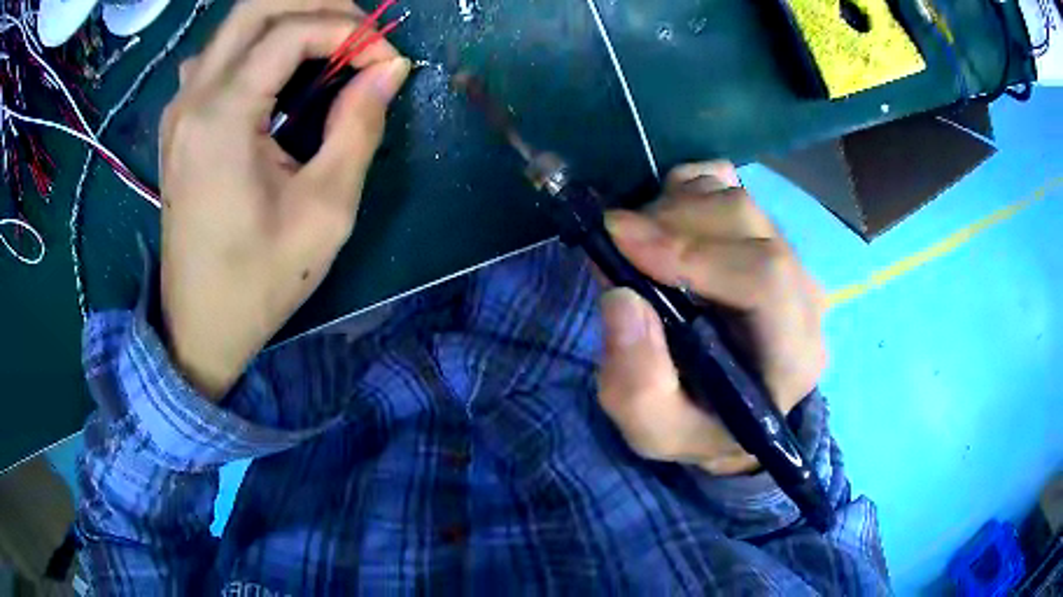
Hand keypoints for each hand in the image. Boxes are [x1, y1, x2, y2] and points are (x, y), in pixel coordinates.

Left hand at [159, 0, 410, 397]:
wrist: (199, 326)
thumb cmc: (259, 280)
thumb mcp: (324, 210)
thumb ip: (359, 127)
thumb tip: (390, 69)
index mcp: (221, 116)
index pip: (292, 32)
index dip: (350, 32)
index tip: (387, 61)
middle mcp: (192, 97)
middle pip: (256, 7)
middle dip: (317, 4)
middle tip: (359, 31)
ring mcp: (179, 108)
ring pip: (235, 26)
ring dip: (287, 20)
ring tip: (330, 43)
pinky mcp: (179, 124)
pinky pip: (217, 56)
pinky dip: (256, 45)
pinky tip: (276, 72)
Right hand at [597, 162, 826, 474]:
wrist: (726, 407)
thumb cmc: (698, 424)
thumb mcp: (655, 432)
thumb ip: (637, 385)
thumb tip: (622, 297)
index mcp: (793, 354)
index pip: (766, 278)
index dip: (695, 252)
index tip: (622, 241)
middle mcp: (804, 296)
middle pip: (747, 223)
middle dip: (671, 222)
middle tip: (616, 239)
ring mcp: (787, 255)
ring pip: (734, 197)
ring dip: (673, 207)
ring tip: (637, 242)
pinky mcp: (765, 231)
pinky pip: (729, 182)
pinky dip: (686, 188)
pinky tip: (665, 223)